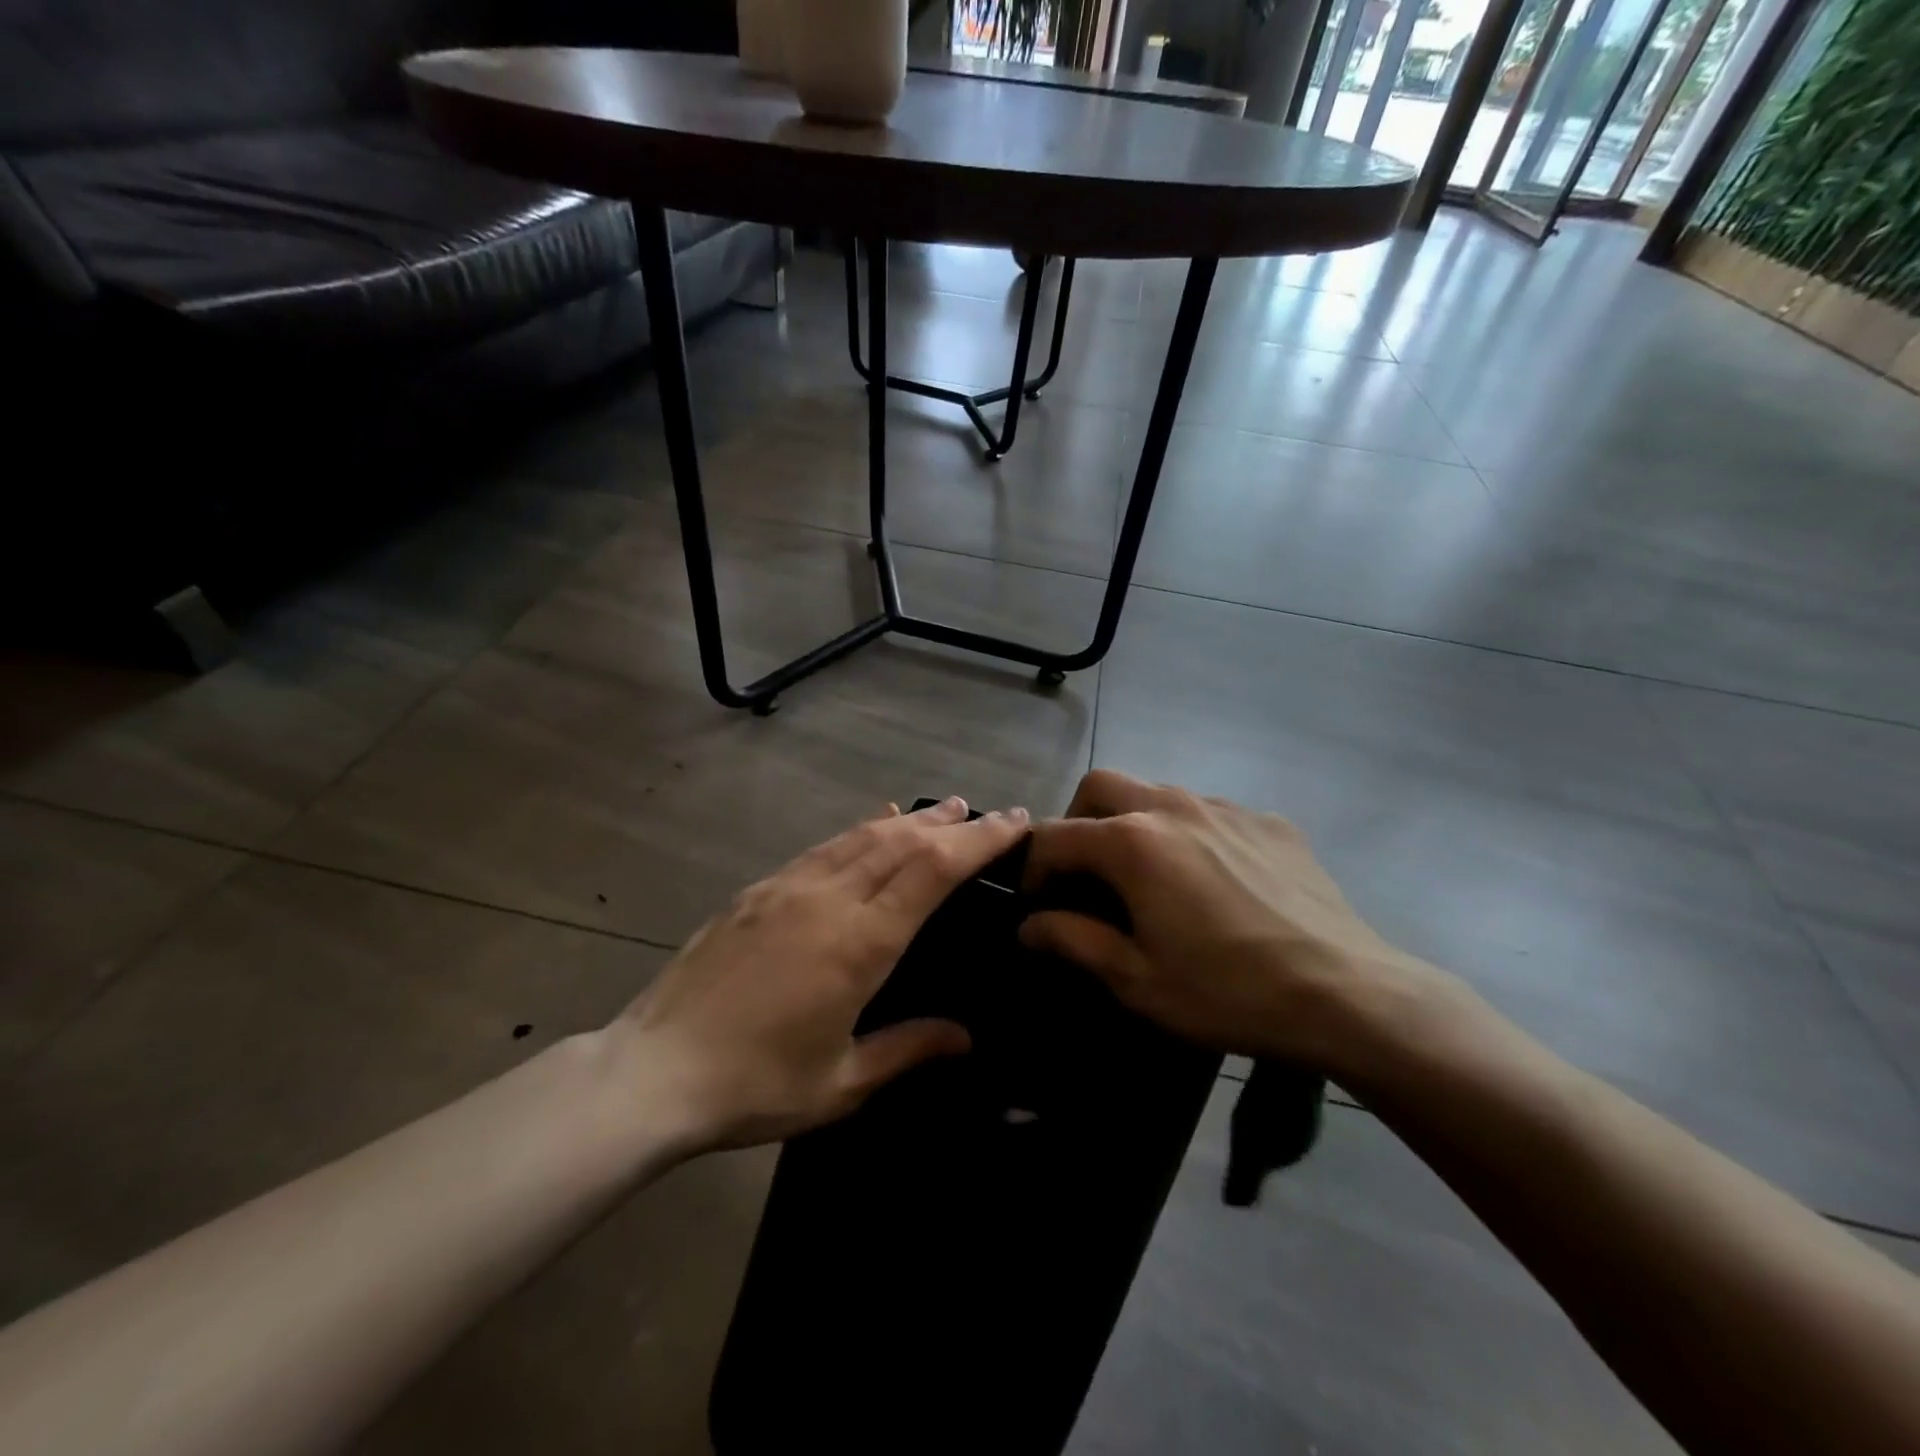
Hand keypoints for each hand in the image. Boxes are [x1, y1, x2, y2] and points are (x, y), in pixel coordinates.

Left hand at [614, 797, 1028, 1151]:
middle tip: (987, 812)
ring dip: (908, 820)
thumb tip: (965, 1037)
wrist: (652, 1071)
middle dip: (952, 824)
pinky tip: (871, 823)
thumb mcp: (842, 1082)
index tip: (1012, 822)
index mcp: (859, 943)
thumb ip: (908, 1049)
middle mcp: (828, 899)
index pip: (933, 871)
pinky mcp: (758, 889)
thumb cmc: (755, 1085)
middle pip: (903, 842)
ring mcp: (788, 887)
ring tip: (941, 811)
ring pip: (862, 836)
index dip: (978, 840)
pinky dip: (858, 830)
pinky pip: (823, 847)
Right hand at [1019, 771, 1441, 1071]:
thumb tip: (1029, 925)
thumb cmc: (1227, 991)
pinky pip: (1209, 812)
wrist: (1346, 993)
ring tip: (1148, 877)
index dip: (1033, 868)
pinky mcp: (1267, 821)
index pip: (1055, 836)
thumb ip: (1073, 941)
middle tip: (1084, 873)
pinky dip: (1189, 834)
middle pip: (1101, 786)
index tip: (1035, 903)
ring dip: (1133, 823)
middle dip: (1077, 821)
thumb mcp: (1137, 979)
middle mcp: (1173, 806)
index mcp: (1133, 842)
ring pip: (1157, 793)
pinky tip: (1212, 881)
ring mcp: (1225, 807)